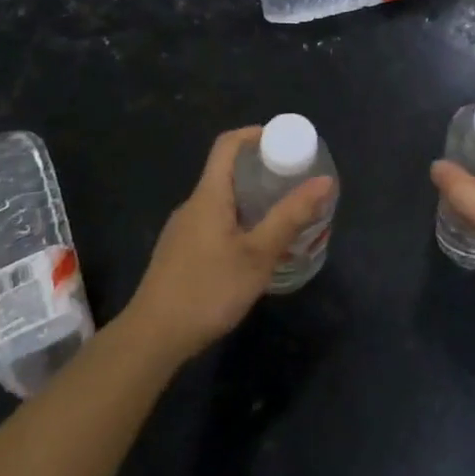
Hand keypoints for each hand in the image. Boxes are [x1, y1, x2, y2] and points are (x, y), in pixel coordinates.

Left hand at [123, 127, 335, 363]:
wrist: (150, 341)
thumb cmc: (207, 290)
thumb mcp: (257, 255)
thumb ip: (290, 217)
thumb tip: (324, 180)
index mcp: (209, 195)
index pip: (228, 144)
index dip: (254, 134)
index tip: (283, 142)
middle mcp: (192, 205)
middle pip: (226, 172)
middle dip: (261, 172)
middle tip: (292, 184)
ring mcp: (182, 232)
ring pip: (221, 202)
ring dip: (250, 202)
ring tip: (280, 219)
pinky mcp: (178, 256)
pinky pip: (212, 224)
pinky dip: (237, 224)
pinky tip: (252, 254)